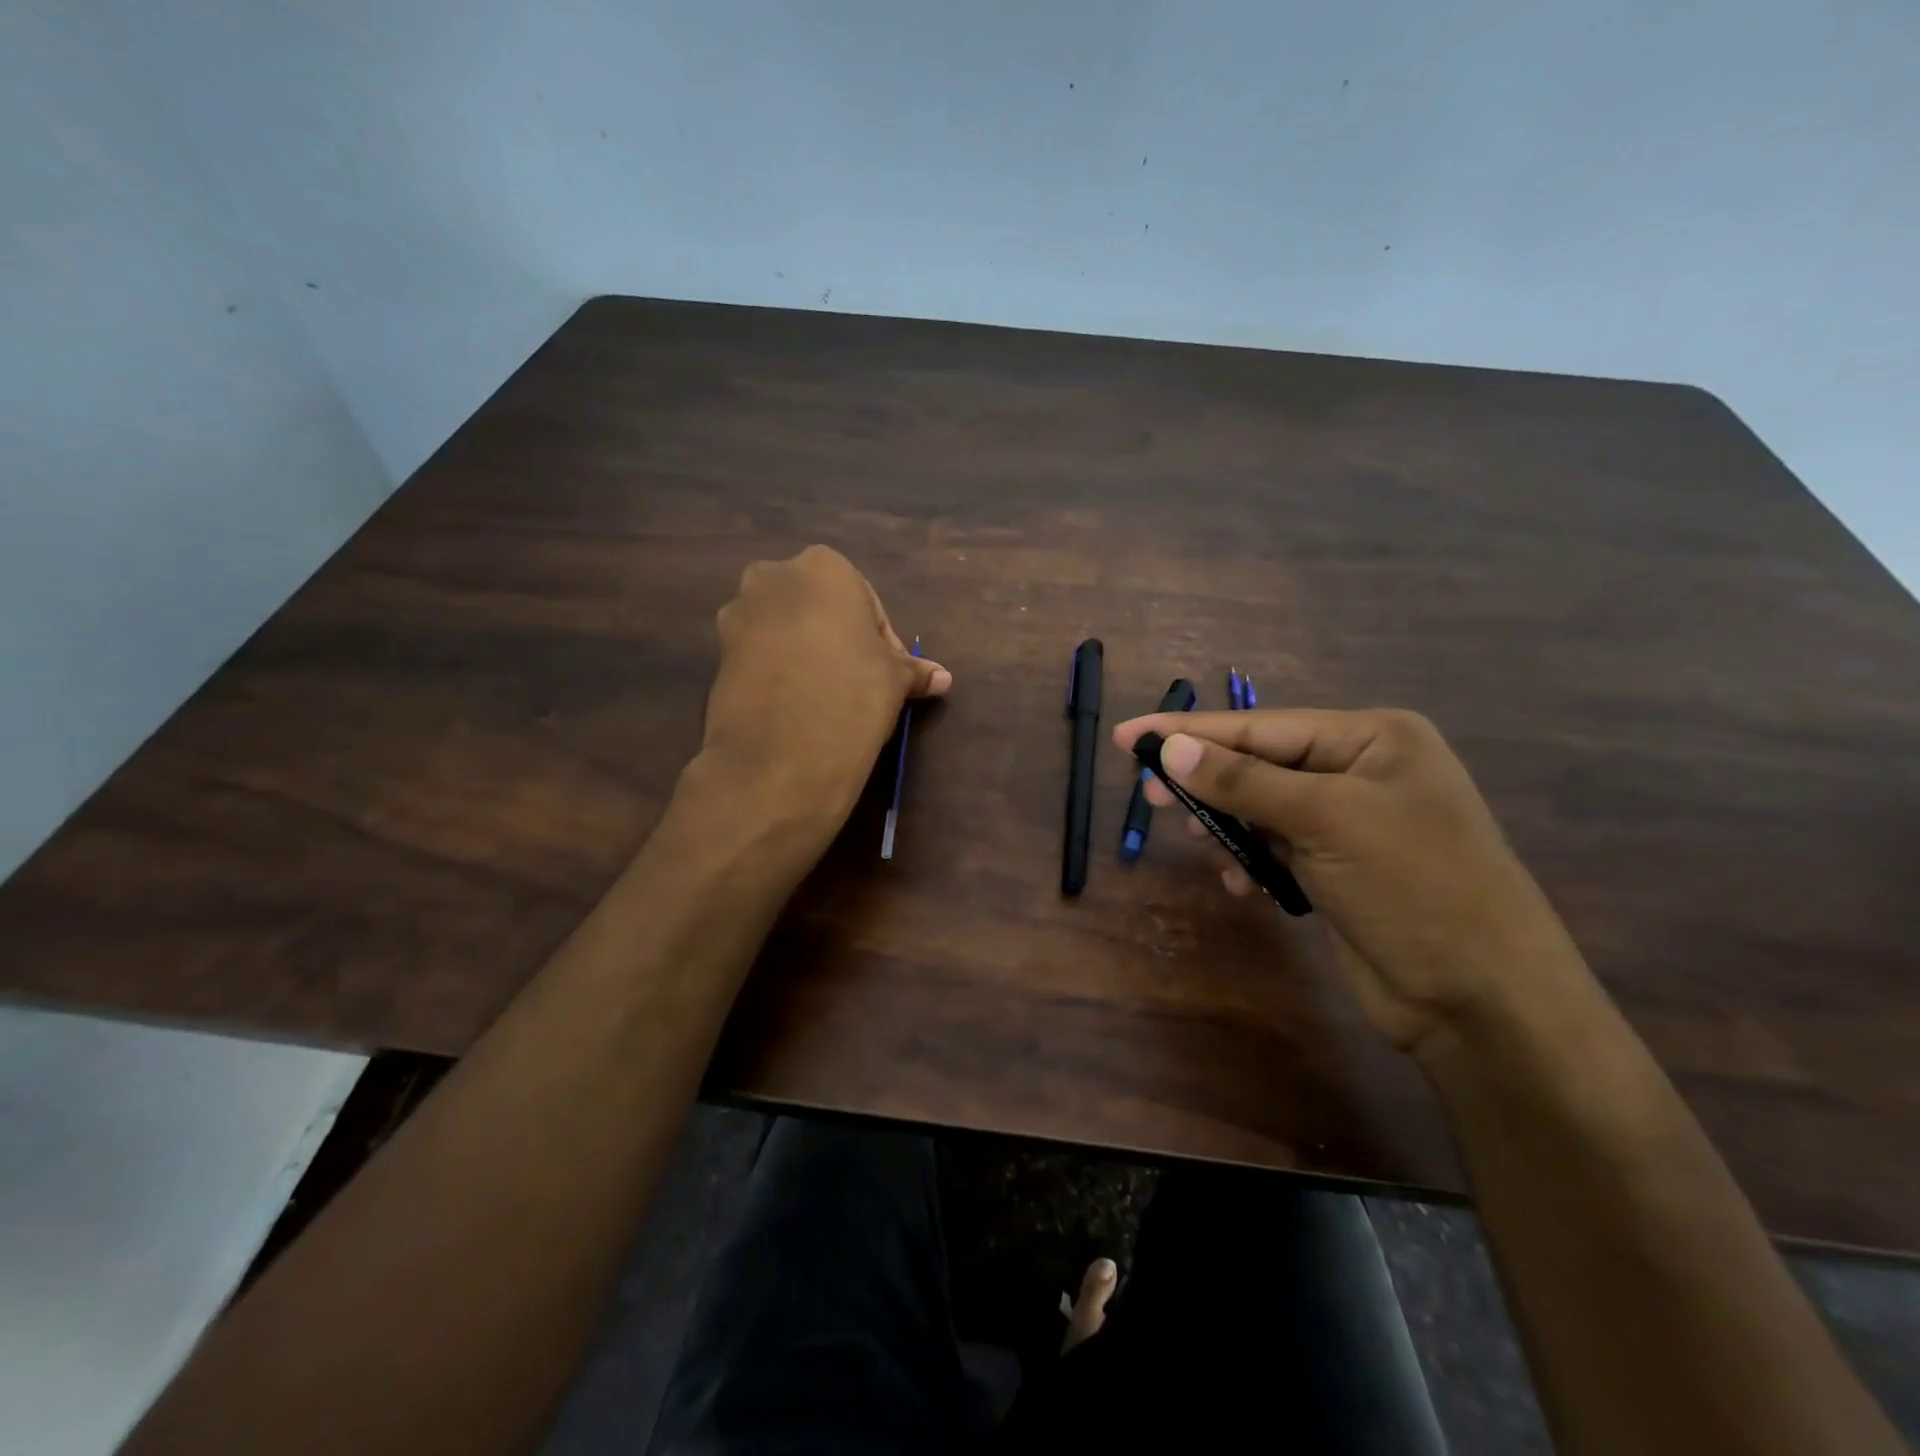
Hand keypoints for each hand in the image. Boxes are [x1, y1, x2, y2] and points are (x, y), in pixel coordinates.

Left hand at [699, 547, 950, 826]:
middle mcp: (773, 577)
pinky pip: (759, 654)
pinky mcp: (716, 653)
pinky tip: (795, 706)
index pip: (866, 603)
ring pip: (785, 629)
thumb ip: (914, 671)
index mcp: (824, 567)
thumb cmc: (853, 693)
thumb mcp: (895, 680)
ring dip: (805, 653)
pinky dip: (778, 671)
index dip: (882, 642)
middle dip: (839, 639)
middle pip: (819, 609)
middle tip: (858, 682)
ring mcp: (738, 614)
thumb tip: (942, 678)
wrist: (781, 752)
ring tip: (825, 697)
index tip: (889, 676)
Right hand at [1112, 708, 1588, 1053]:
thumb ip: (1243, 782)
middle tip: (1150, 794)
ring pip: (1260, 807)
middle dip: (1206, 780)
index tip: (1129, 735)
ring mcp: (1349, 821)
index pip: (1261, 726)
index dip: (1190, 731)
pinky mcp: (1337, 867)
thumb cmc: (1414, 889)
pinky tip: (1238, 882)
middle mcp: (1360, 771)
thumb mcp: (1326, 822)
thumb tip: (1170, 748)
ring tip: (1200, 843)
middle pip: (1258, 763)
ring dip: (1226, 825)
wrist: (1483, 1002)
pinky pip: (1273, 846)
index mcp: (1372, 739)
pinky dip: (1248, 859)